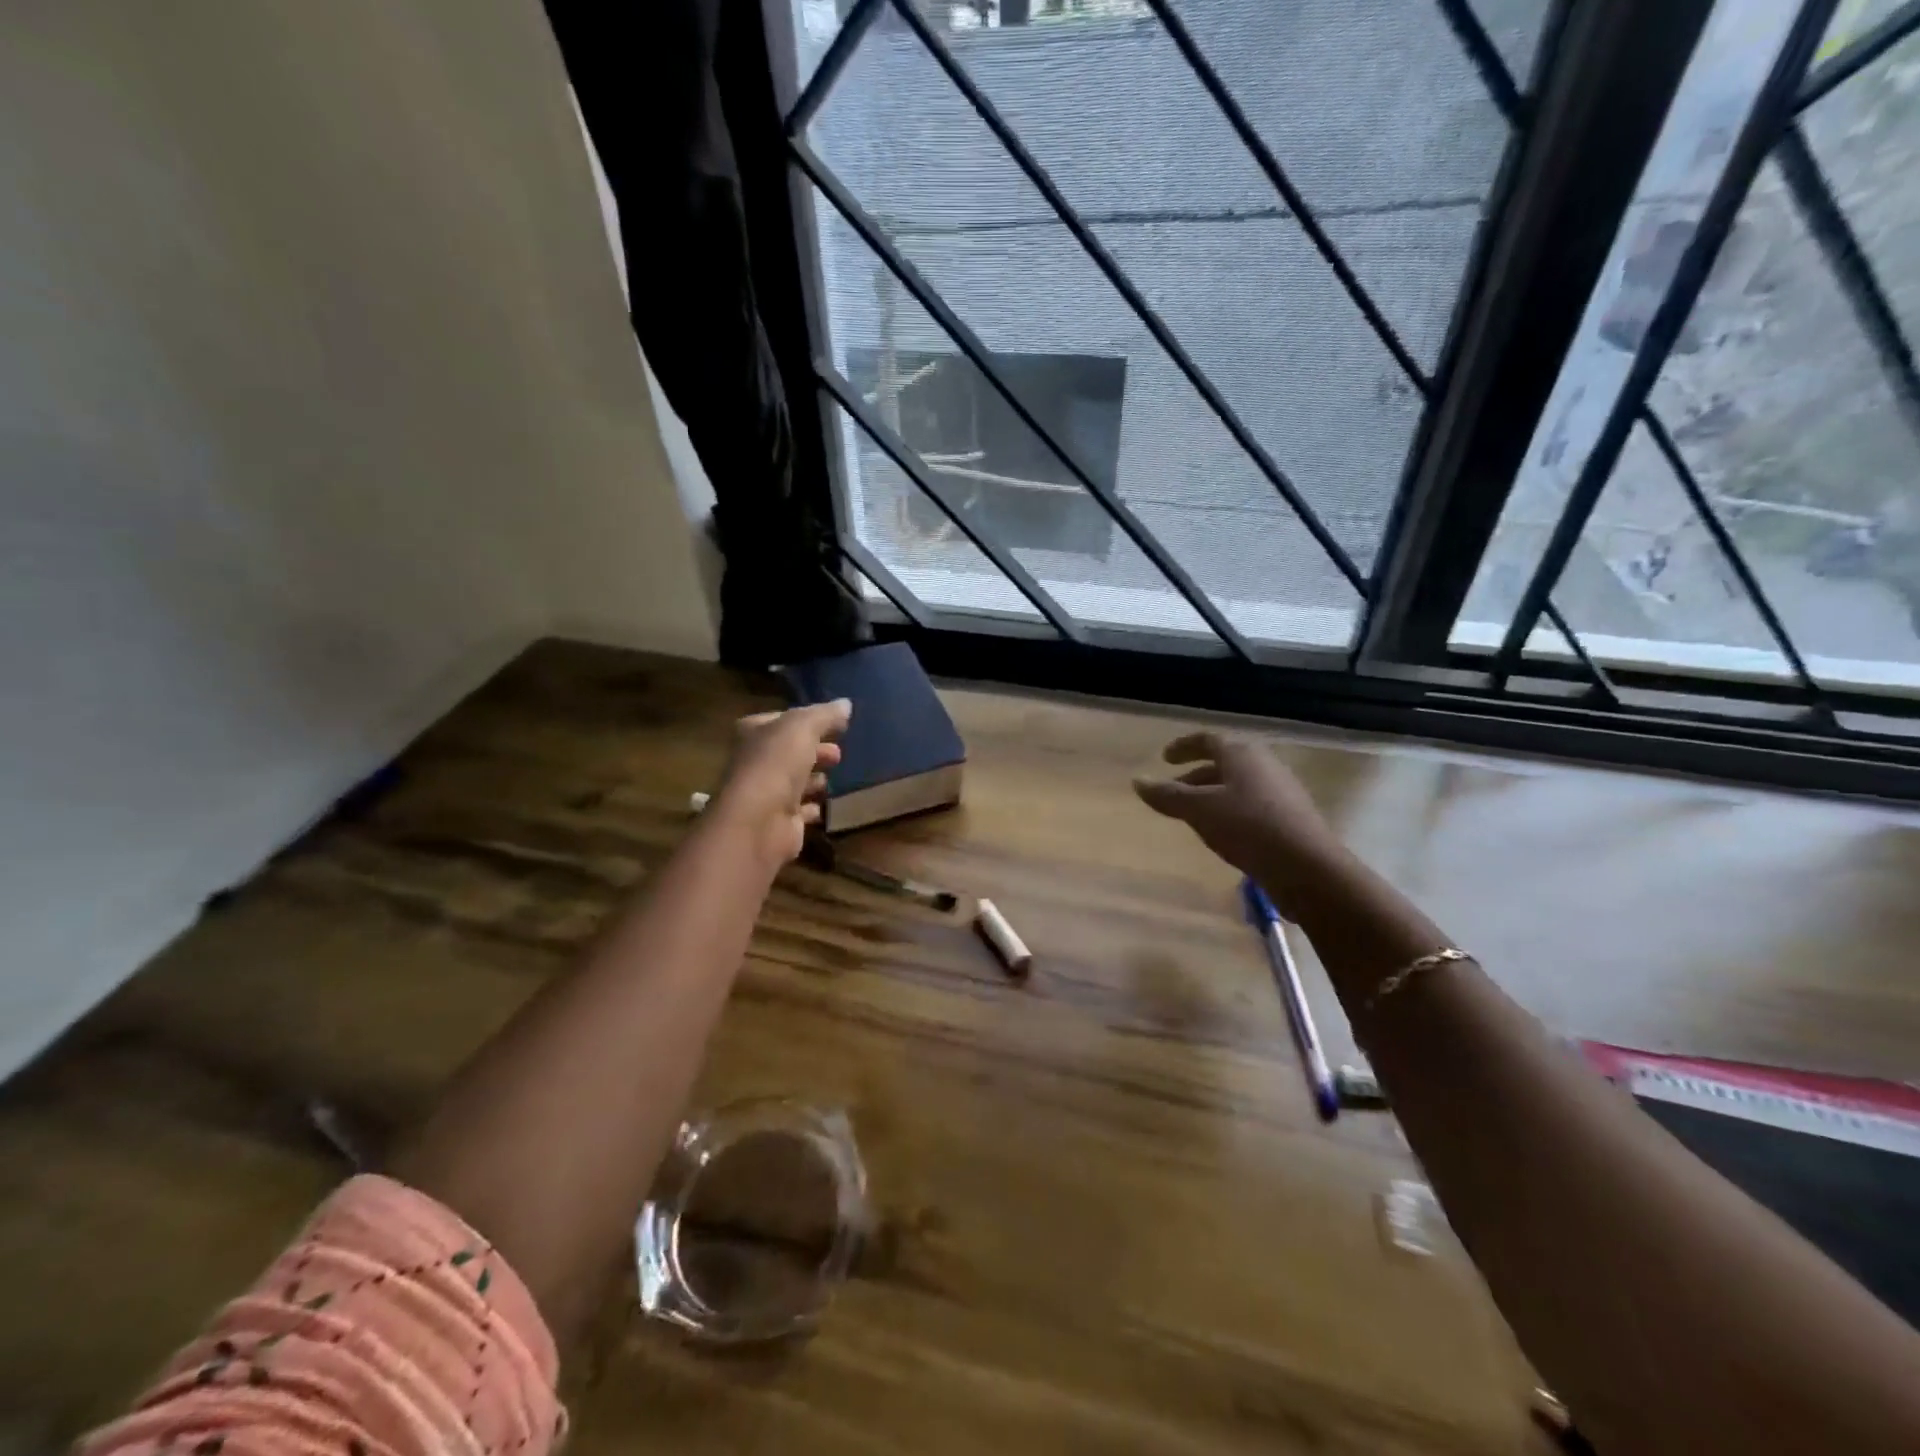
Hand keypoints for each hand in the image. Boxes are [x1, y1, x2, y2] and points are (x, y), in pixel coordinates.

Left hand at [712, 700, 851, 868]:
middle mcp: (756, 761)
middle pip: (790, 752)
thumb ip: (825, 714)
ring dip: (814, 778)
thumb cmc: (776, 763)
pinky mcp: (781, 821)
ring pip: (795, 781)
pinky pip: (802, 810)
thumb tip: (845, 704)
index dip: (807, 720)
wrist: (760, 821)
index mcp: (754, 733)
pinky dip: (814, 806)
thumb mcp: (803, 727)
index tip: (834, 723)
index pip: (782, 720)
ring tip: (836, 775)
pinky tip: (829, 803)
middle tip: (838, 753)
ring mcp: (767, 793)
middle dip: (815, 750)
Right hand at [1133, 731, 1349, 918]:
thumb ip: (1167, 795)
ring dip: (1212, 795)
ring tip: (1192, 815)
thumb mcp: (1199, 810)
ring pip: (1237, 785)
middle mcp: (1264, 764)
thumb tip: (1138, 781)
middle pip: (1224, 763)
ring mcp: (1281, 790)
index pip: (1207, 740)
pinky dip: (1229, 810)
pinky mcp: (1290, 817)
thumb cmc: (1247, 827)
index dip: (1183, 746)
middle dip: (1195, 775)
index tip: (1164, 758)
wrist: (1307, 867)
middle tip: (1173, 791)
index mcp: (1241, 754)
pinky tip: (1221, 832)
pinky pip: (1251, 804)